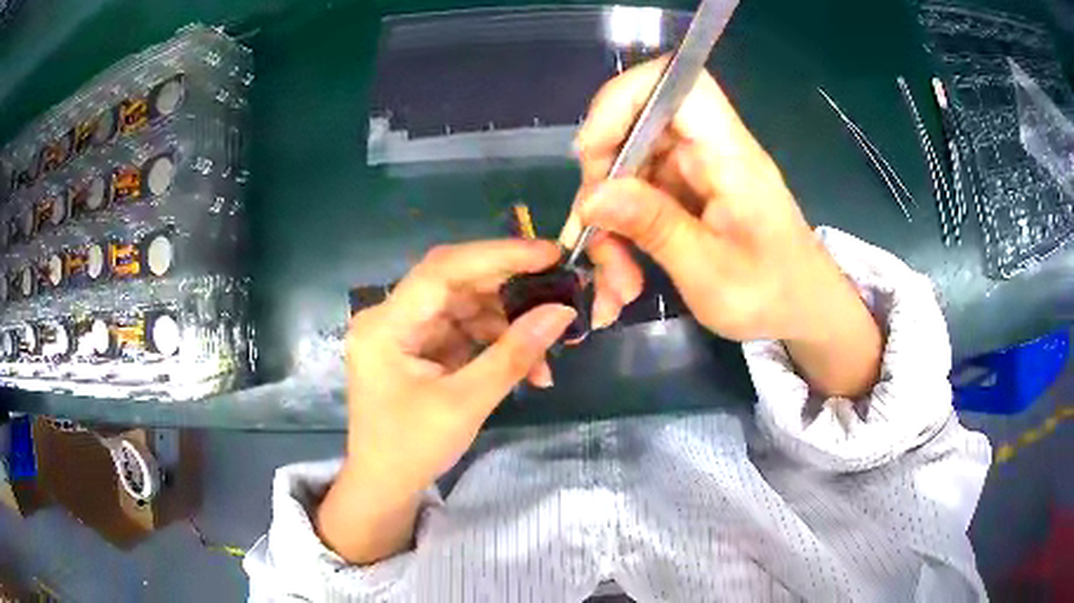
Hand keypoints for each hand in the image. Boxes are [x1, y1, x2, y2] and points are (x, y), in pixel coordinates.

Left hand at [317, 240, 575, 563]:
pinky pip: (463, 331)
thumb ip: (513, 354)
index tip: (549, 254)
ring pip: (465, 307)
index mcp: (386, 324)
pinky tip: (527, 366)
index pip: (443, 269)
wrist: (385, 486)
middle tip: (559, 291)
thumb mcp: (465, 403)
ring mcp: (405, 332)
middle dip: (510, 291)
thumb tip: (562, 312)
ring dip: (508, 326)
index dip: (498, 256)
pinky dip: (495, 344)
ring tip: (547, 355)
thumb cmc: (412, 449)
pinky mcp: (419, 348)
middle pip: (456, 284)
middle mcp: (391, 317)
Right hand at [561, 58, 880, 396]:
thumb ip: (653, 226)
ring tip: (616, 285)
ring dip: (609, 226)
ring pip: (628, 171)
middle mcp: (709, 149)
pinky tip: (622, 283)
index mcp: (728, 154)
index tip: (591, 154)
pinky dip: (622, 237)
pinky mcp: (687, 192)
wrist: (804, 311)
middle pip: (635, 131)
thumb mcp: (709, 272)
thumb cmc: (772, 294)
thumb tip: (591, 197)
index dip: (624, 99)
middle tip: (596, 243)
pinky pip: (637, 198)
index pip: (676, 83)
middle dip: (603, 188)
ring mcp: (695, 170)